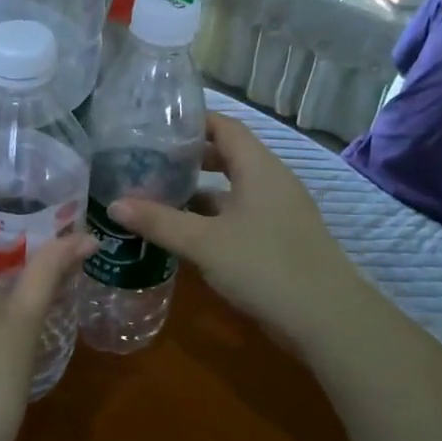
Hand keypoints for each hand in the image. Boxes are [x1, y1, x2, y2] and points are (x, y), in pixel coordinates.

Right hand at [109, 113, 342, 349]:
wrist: (327, 319)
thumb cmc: (264, 266)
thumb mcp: (203, 243)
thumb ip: (159, 221)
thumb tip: (114, 204)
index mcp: (259, 168)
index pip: (225, 126)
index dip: (192, 121)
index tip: (154, 124)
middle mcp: (272, 182)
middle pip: (228, 156)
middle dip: (189, 157)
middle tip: (148, 160)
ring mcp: (279, 212)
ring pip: (233, 189)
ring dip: (198, 191)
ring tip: (157, 194)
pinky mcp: (279, 239)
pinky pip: (239, 215)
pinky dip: (212, 217)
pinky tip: (185, 232)